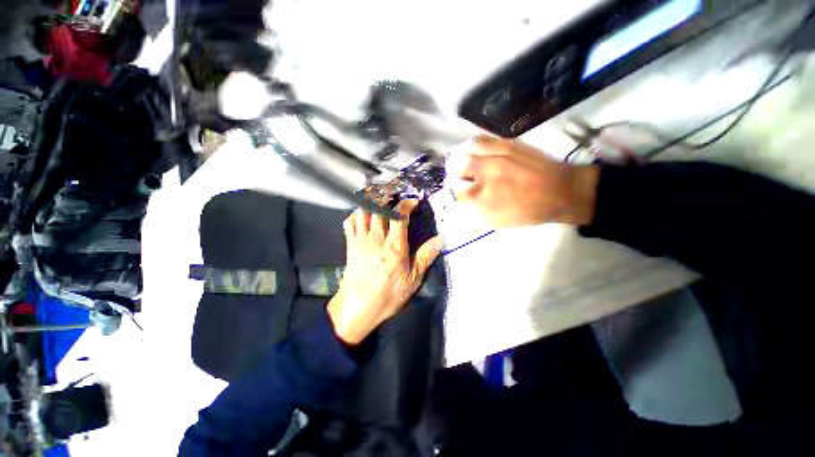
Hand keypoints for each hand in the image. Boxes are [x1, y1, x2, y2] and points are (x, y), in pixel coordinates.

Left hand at [327, 200, 443, 344]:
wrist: (358, 306)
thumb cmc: (388, 296)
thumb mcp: (412, 281)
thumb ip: (424, 257)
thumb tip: (439, 240)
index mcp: (395, 246)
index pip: (400, 215)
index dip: (406, 203)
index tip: (413, 201)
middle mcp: (376, 238)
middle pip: (379, 207)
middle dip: (387, 195)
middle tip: (394, 192)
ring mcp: (360, 240)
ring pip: (363, 211)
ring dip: (370, 201)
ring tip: (378, 197)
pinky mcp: (350, 245)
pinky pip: (350, 223)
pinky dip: (355, 214)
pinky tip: (361, 214)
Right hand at [448, 136, 599, 228]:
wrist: (559, 190)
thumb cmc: (531, 211)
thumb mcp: (500, 222)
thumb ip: (477, 211)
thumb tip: (463, 201)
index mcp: (484, 195)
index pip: (455, 191)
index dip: (455, 193)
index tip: (459, 194)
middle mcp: (486, 171)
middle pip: (457, 165)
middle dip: (456, 173)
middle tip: (462, 178)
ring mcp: (496, 153)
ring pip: (467, 148)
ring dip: (463, 155)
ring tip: (467, 161)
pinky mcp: (506, 142)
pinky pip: (482, 138)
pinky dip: (475, 145)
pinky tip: (478, 151)